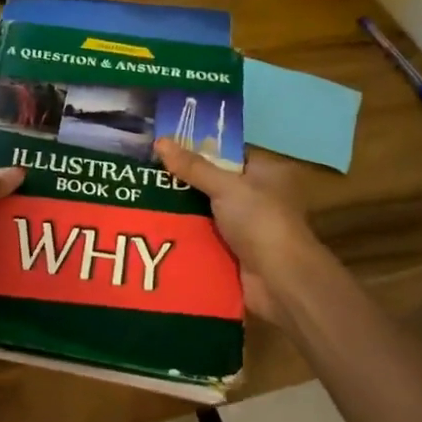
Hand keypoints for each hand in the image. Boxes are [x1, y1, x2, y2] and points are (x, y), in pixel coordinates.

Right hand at [154, 139, 345, 326]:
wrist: (280, 280)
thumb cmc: (260, 221)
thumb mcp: (225, 186)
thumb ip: (192, 166)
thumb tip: (159, 140)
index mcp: (263, 173)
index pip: (227, 153)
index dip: (198, 147)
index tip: (164, 144)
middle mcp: (255, 196)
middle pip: (212, 182)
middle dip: (182, 180)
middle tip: (145, 172)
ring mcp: (244, 226)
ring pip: (204, 210)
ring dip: (180, 208)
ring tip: (141, 197)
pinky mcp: (232, 251)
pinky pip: (202, 236)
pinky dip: (184, 233)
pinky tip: (155, 226)